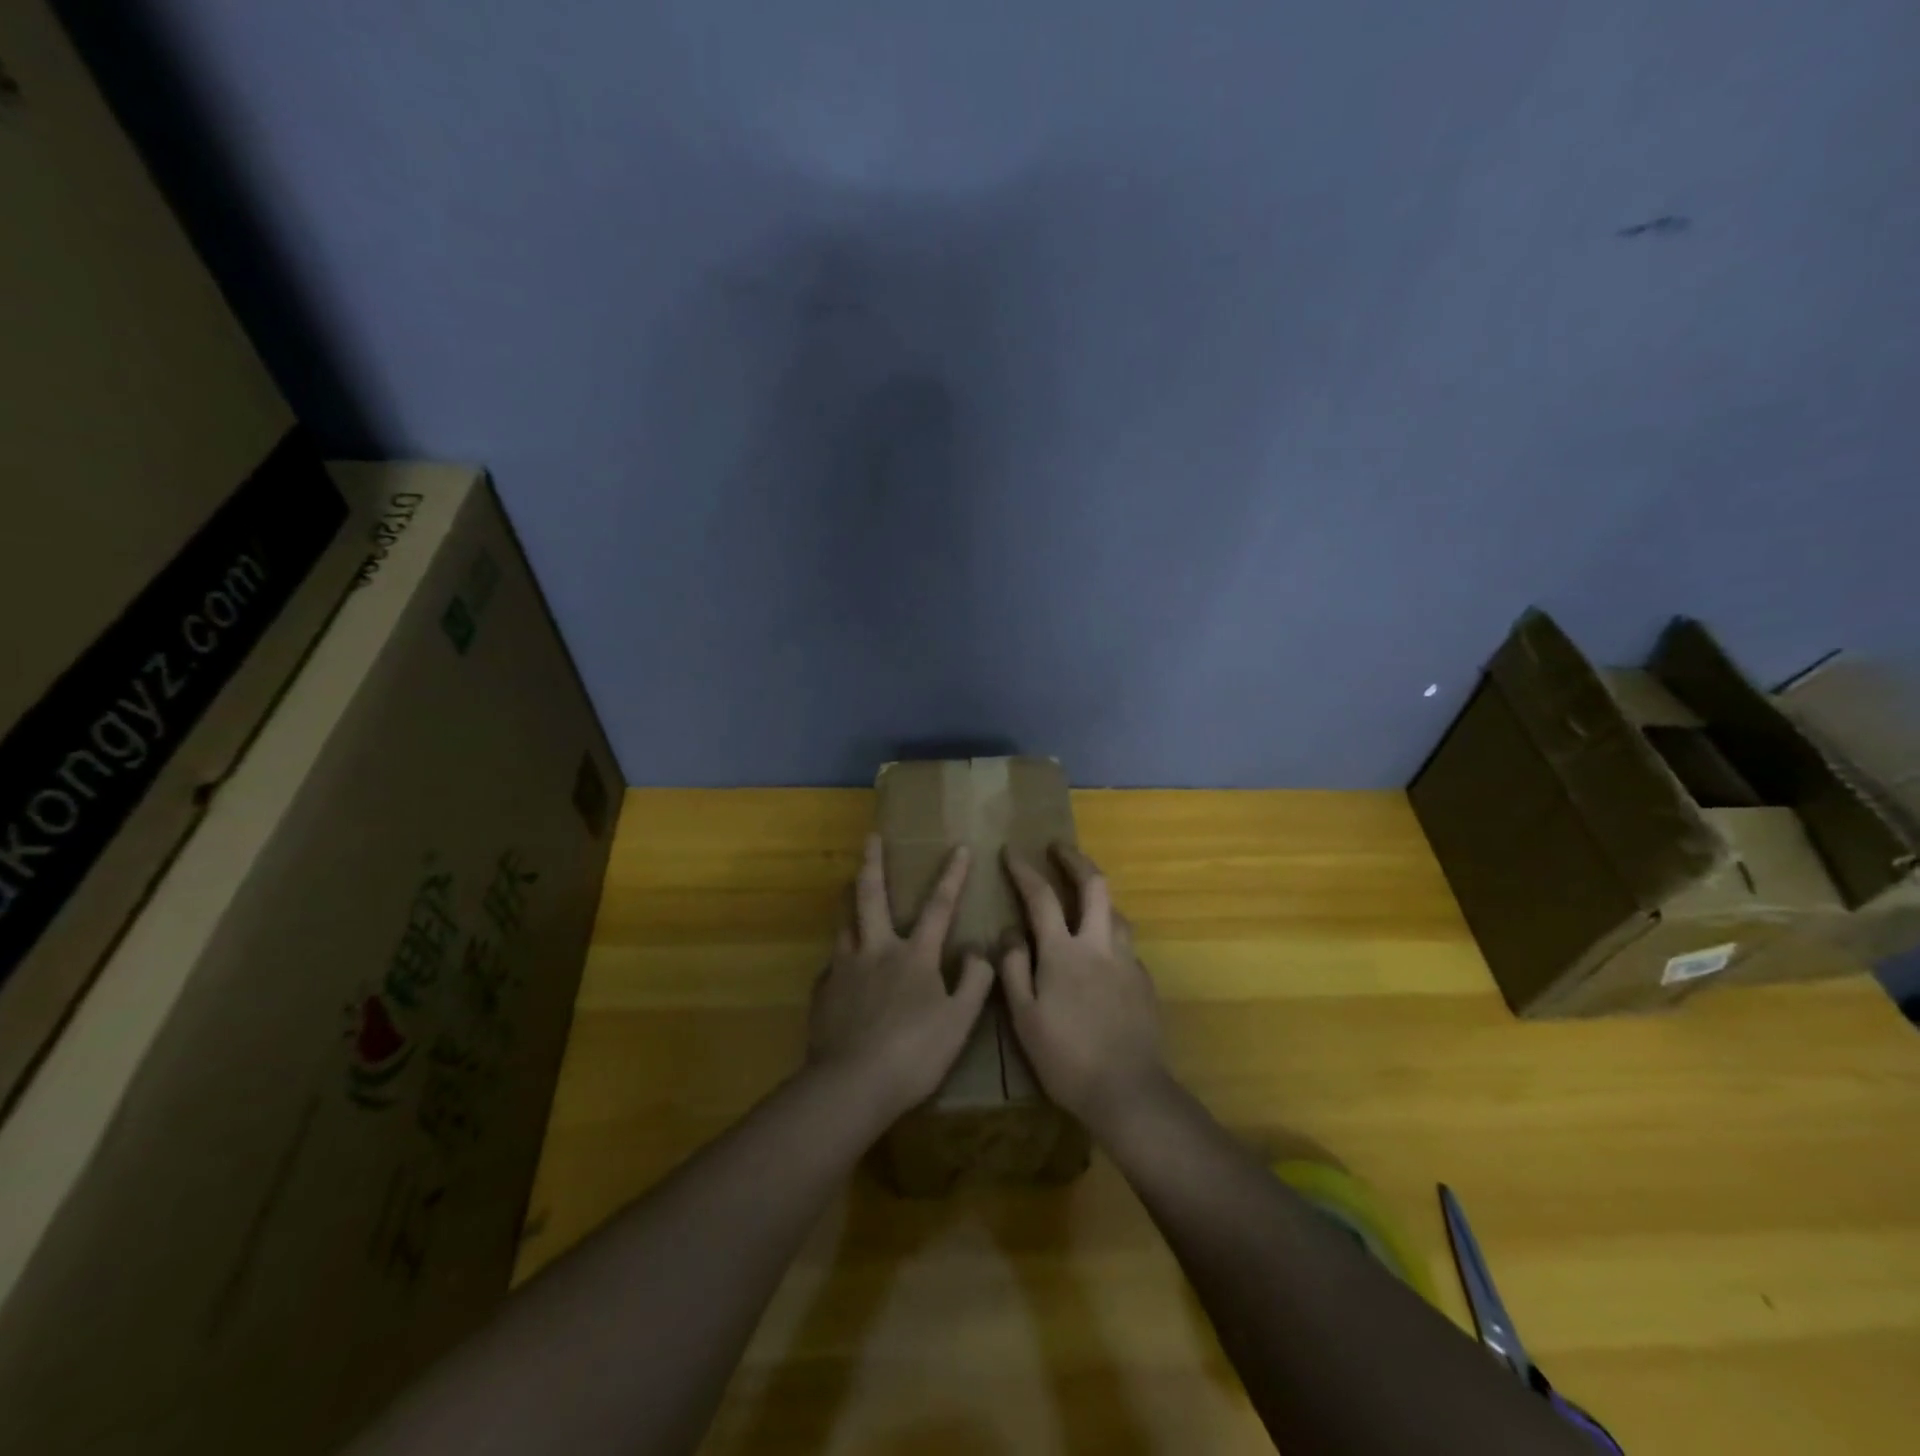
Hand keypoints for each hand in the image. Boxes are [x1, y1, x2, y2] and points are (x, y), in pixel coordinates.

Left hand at [808, 834, 994, 1122]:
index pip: (939, 907)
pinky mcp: (823, 992)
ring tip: (847, 888)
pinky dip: (840, 956)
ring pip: (845, 923)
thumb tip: (977, 950)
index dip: (952, 875)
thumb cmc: (914, 1053)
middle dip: (873, 863)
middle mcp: (876, 951)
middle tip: (871, 837)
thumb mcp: (960, 1021)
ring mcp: (844, 969)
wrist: (852, 1085)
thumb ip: (975, 982)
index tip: (958, 846)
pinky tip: (840, 966)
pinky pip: (833, 964)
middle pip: (872, 897)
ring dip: (849, 901)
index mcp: (914, 956)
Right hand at [1000, 844, 1166, 1138]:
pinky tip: (1102, 951)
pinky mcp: (1144, 982)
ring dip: (1098, 895)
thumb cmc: (1066, 1057)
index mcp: (1063, 952)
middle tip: (1059, 847)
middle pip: (1094, 885)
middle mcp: (1099, 945)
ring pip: (1116, 911)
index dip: (1024, 869)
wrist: (1128, 1091)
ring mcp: (1127, 961)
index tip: (1011, 851)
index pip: (1041, 896)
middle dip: (1075, 859)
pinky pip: (1126, 943)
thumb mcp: (1024, 1016)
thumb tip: (1009, 931)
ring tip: (1082, 896)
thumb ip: (1014, 968)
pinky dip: (1110, 932)